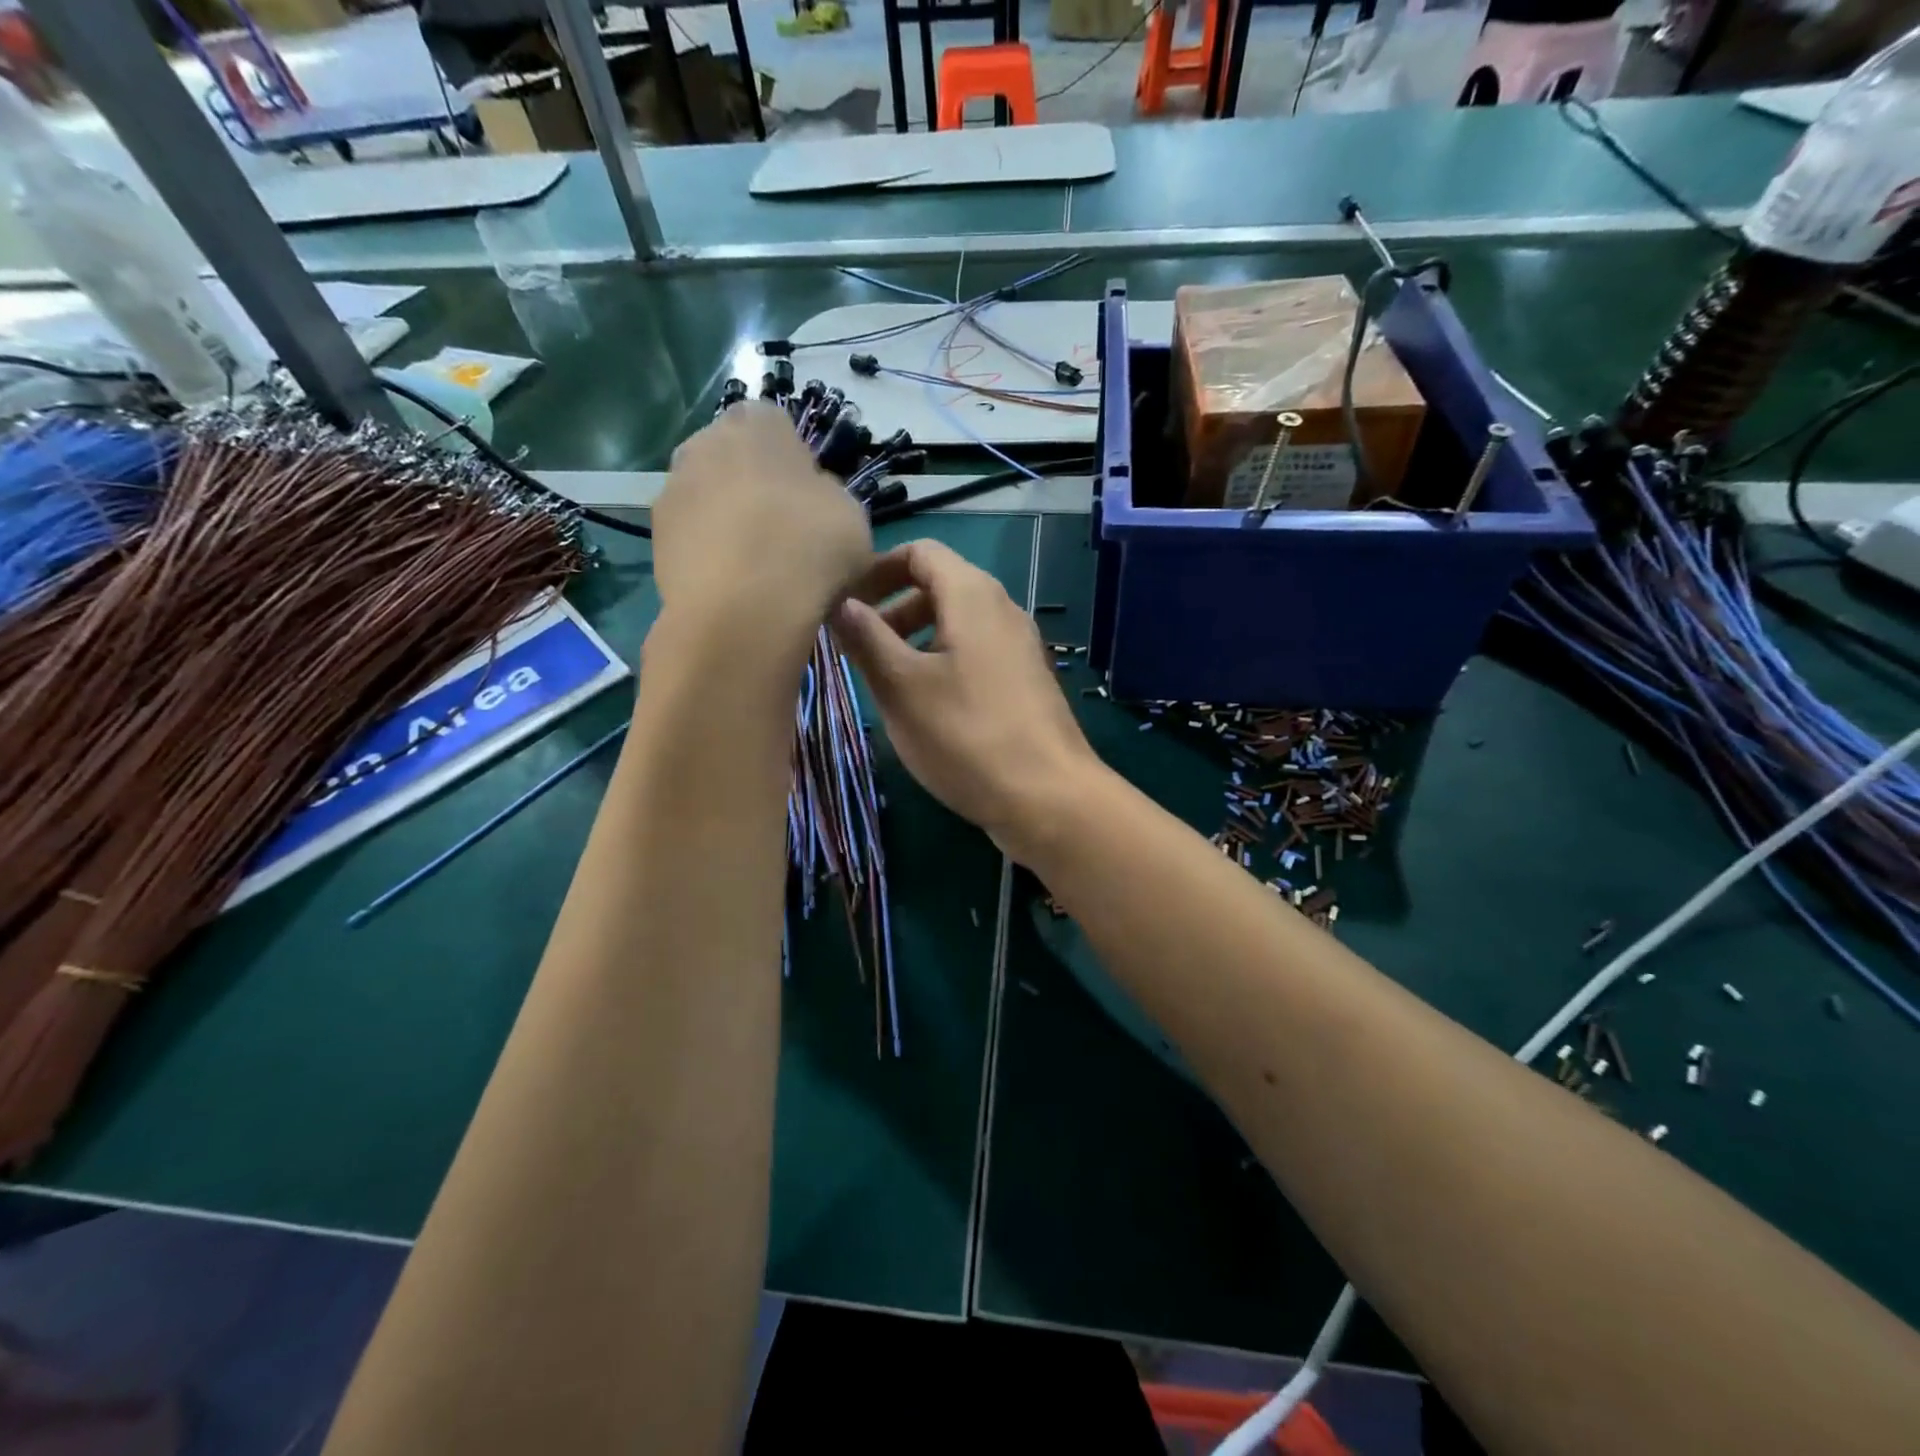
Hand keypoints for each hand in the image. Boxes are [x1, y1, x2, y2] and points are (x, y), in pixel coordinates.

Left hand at [652, 404, 872, 645]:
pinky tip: (733, 586)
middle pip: (735, 459)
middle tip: (783, 534)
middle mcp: (706, 440)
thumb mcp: (852, 516)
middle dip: (754, 488)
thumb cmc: (810, 548)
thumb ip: (829, 496)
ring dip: (728, 521)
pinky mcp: (656, 534)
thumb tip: (811, 499)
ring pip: (710, 497)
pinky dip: (708, 553)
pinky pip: (692, 536)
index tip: (810, 502)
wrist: (745, 608)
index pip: (776, 425)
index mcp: (758, 422)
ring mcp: (673, 486)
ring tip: (757, 568)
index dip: (794, 463)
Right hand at [832, 540, 1103, 861]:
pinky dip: (942, 662)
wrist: (1049, 798)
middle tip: (858, 646)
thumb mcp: (902, 687)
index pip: (920, 552)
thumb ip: (867, 639)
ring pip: (957, 624)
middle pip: (939, 586)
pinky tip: (925, 706)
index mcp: (973, 595)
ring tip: (885, 679)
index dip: (878, 569)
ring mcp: (1019, 647)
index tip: (845, 601)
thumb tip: (840, 603)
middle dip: (893, 608)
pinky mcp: (1025, 682)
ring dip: (915, 639)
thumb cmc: (967, 735)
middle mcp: (1002, 609)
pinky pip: (975, 654)